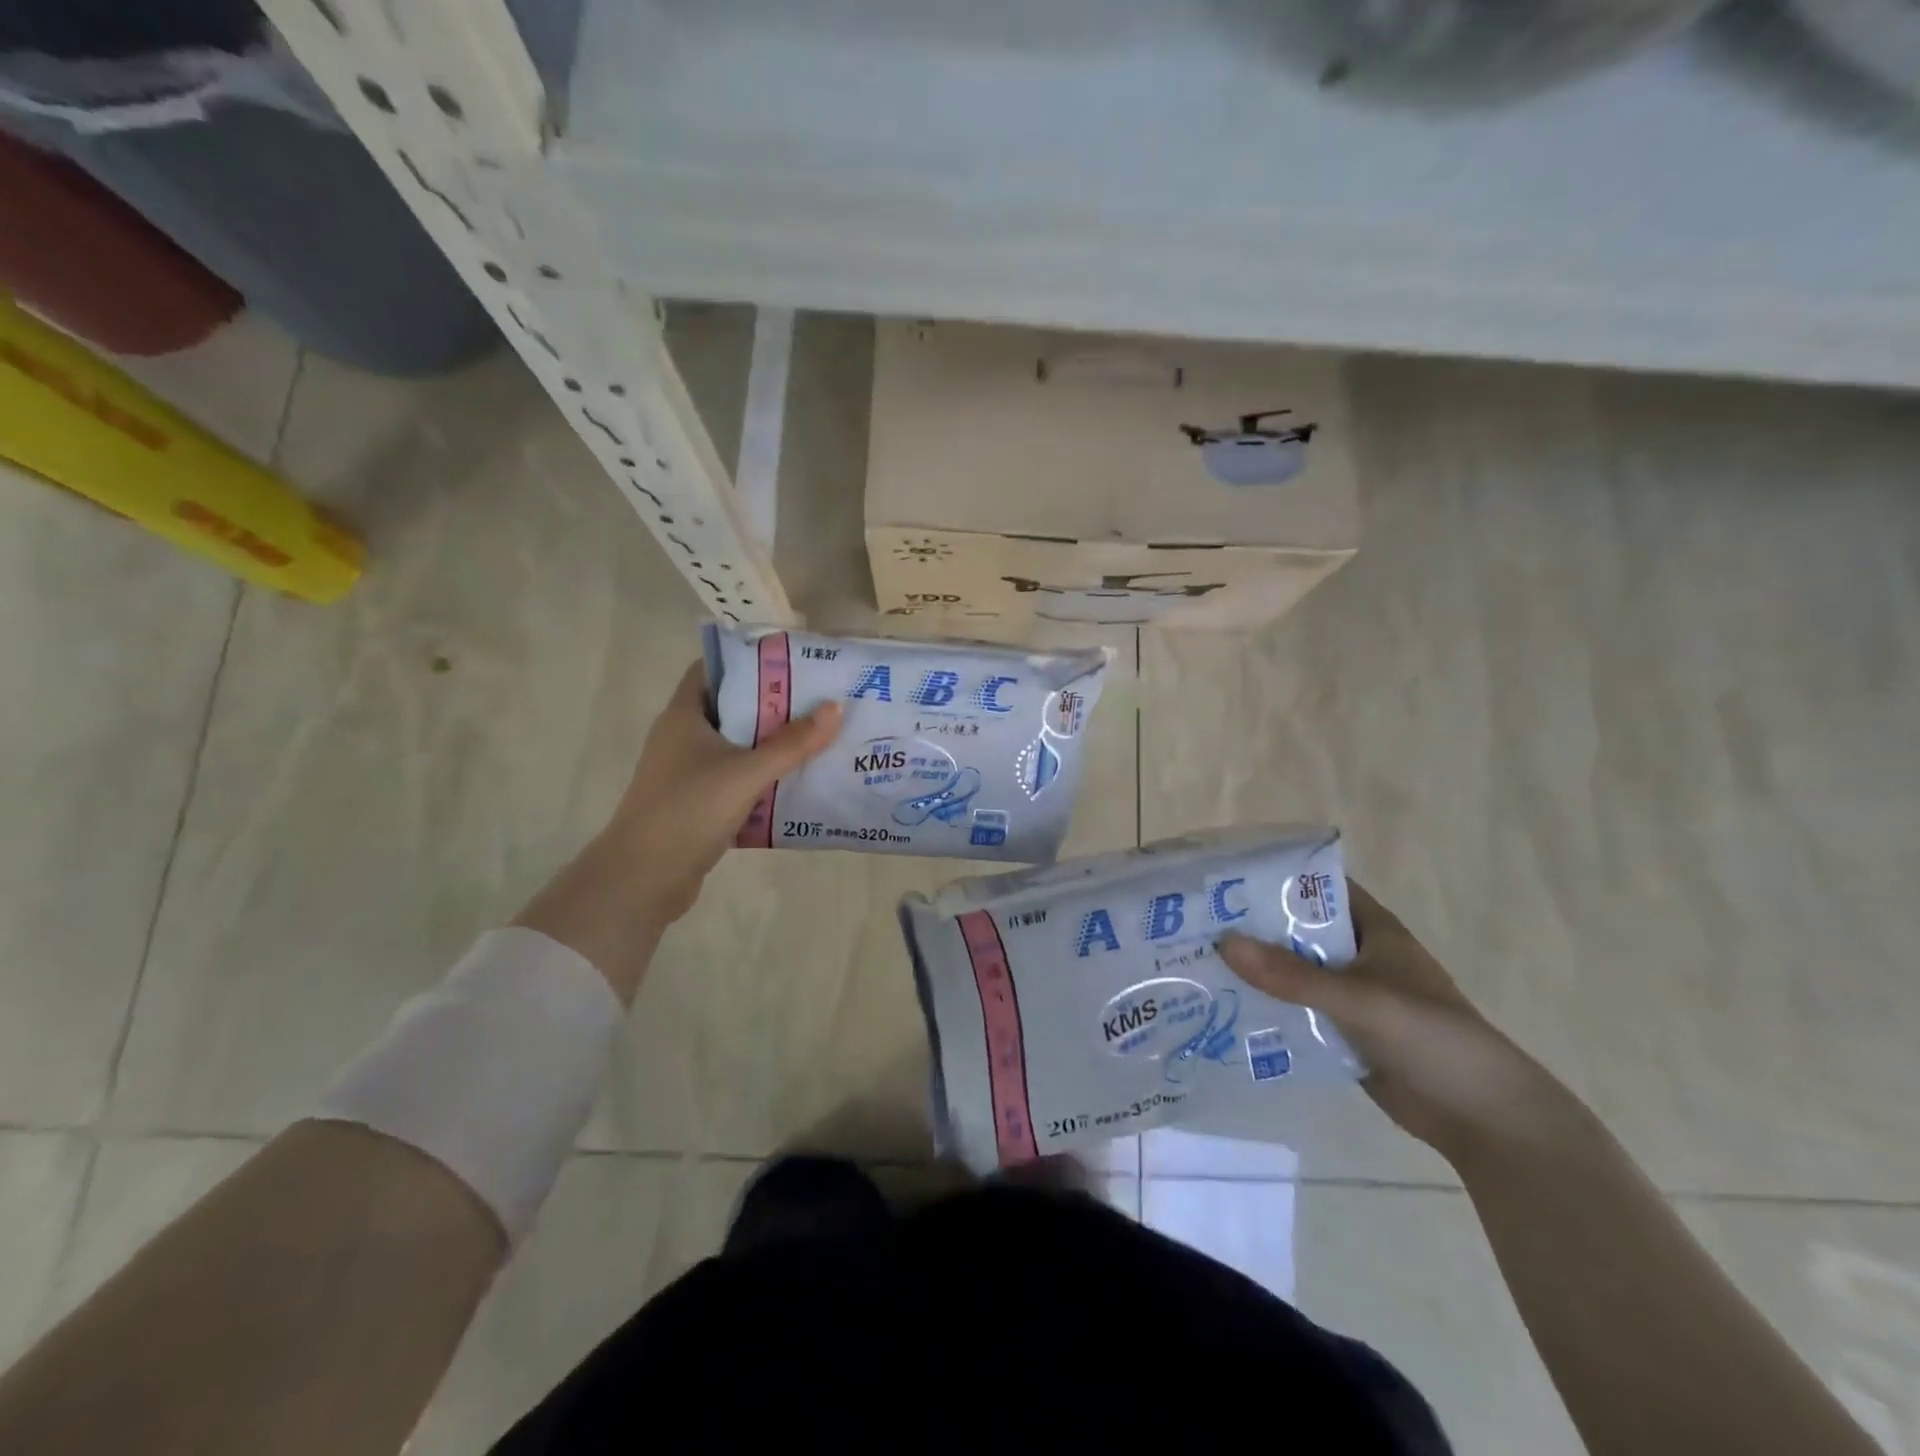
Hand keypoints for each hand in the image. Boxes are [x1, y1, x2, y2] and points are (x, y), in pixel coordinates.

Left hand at [514, 661, 841, 999]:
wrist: (643, 878)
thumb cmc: (689, 810)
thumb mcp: (746, 773)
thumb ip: (792, 743)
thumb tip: (835, 708)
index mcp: (683, 715)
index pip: (713, 670)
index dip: (749, 661)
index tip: (791, 662)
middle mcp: (681, 737)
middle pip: (731, 708)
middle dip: (772, 704)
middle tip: (817, 700)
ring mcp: (686, 771)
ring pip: (735, 746)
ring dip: (770, 743)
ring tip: (816, 737)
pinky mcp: (695, 802)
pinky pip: (734, 778)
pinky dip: (761, 776)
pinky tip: (795, 781)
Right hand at [1218, 881, 1565, 1163]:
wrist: (1483, 1118)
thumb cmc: (1431, 1038)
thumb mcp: (1359, 999)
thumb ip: (1292, 975)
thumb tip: (1223, 943)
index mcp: (1373, 929)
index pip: (1317, 887)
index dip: (1274, 878)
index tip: (1223, 877)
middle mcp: (1358, 955)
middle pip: (1296, 930)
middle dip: (1252, 927)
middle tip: (1193, 923)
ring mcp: (1350, 996)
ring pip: (1293, 972)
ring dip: (1256, 970)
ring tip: (1196, 962)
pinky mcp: (1343, 1033)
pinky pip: (1296, 1011)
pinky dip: (1267, 1008)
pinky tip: (1225, 1008)